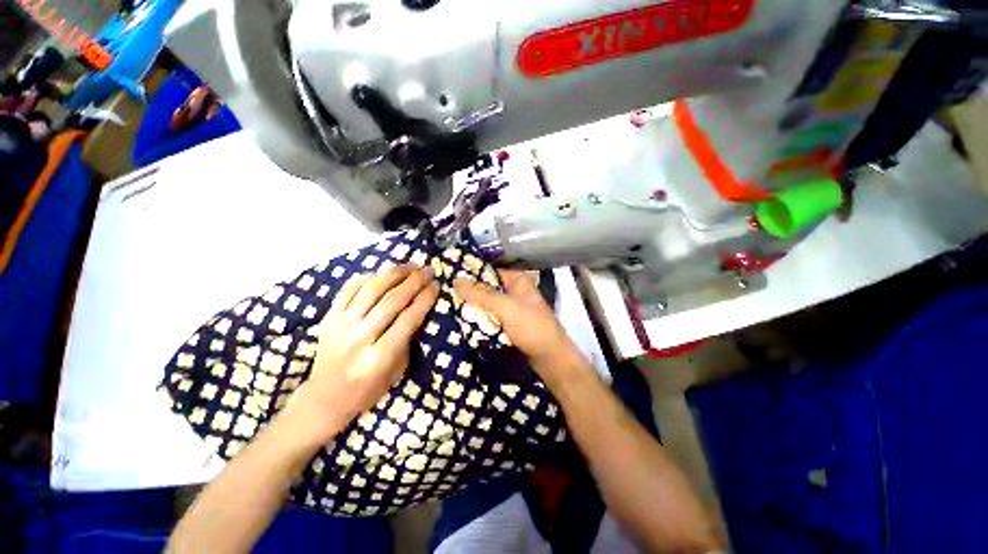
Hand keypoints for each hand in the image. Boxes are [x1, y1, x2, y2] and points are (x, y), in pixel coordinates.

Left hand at [291, 265, 437, 440]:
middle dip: (413, 282)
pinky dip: (365, 278)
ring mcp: (340, 326)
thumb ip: (407, 339)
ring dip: (393, 274)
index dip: (424, 299)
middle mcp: (358, 338)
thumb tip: (418, 307)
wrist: (324, 397)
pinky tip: (380, 273)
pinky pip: (348, 290)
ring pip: (370, 291)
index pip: (407, 319)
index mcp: (379, 357)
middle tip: (427, 270)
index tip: (436, 285)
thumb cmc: (368, 388)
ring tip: (409, 266)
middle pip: (391, 301)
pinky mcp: (328, 318)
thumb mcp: (397, 370)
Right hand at [454, 270, 577, 370]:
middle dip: (470, 292)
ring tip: (449, 307)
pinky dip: (481, 319)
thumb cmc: (531, 326)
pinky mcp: (512, 324)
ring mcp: (514, 309)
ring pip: (490, 304)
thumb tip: (455, 280)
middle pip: (488, 288)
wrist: (551, 358)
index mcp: (518, 281)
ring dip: (474, 307)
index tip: (449, 278)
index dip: (471, 274)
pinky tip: (464, 322)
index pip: (490, 271)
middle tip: (446, 295)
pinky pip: (493, 317)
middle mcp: (516, 291)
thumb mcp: (505, 307)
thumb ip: (480, 294)